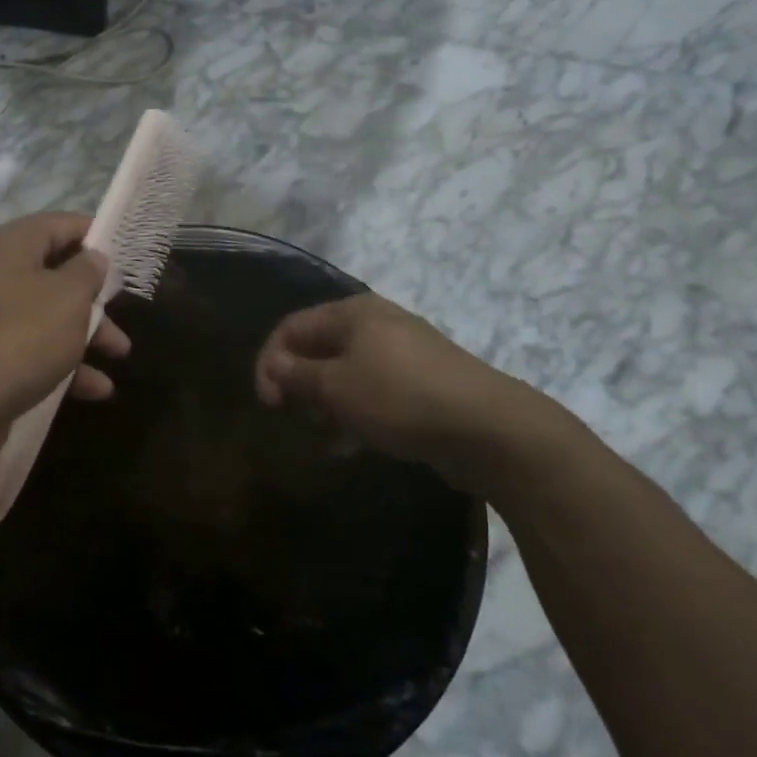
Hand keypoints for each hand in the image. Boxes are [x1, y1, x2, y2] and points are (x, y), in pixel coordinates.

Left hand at [0, 213, 132, 467]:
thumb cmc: (20, 337)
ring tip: (120, 354)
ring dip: (87, 334)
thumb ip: (88, 272)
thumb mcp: (68, 297)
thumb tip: (93, 258)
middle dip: (95, 295)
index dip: (96, 234)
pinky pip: (36, 350)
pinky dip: (66, 365)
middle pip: (56, 272)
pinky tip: (96, 390)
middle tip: (124, 309)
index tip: (127, 253)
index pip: (60, 224)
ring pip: (50, 315)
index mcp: (11, 246)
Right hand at [253, 293, 570, 496]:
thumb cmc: (398, 398)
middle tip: (296, 417)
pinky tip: (356, 444)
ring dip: (328, 403)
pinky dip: (358, 412)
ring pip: (347, 373)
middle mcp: (377, 324)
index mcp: (352, 313)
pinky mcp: (423, 383)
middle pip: (319, 348)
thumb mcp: (335, 387)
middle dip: (301, 384)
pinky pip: (375, 392)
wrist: (488, 428)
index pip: (291, 327)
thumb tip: (274, 364)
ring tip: (327, 436)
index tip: (268, 404)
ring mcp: (404, 353)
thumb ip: (296, 375)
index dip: (269, 362)